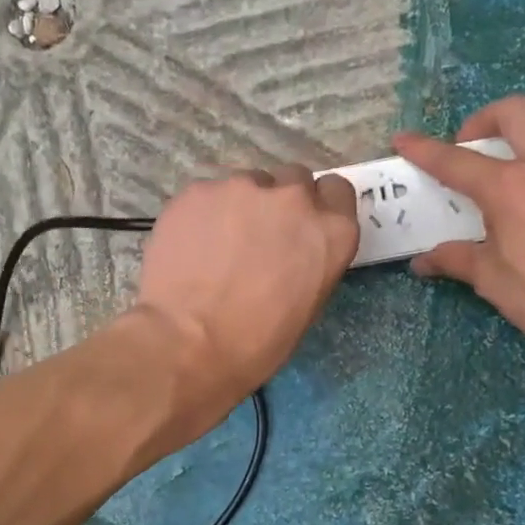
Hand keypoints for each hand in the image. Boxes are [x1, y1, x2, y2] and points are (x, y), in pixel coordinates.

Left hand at [130, 166, 359, 414]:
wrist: (187, 343)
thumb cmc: (255, 343)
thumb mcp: (306, 306)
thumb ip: (309, 260)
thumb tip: (291, 252)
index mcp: (331, 231)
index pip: (337, 192)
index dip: (319, 207)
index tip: (301, 227)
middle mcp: (293, 199)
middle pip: (293, 181)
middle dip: (279, 204)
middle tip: (257, 238)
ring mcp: (242, 188)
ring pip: (247, 185)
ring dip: (239, 207)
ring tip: (216, 246)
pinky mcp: (198, 190)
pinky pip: (207, 195)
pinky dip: (203, 215)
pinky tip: (190, 247)